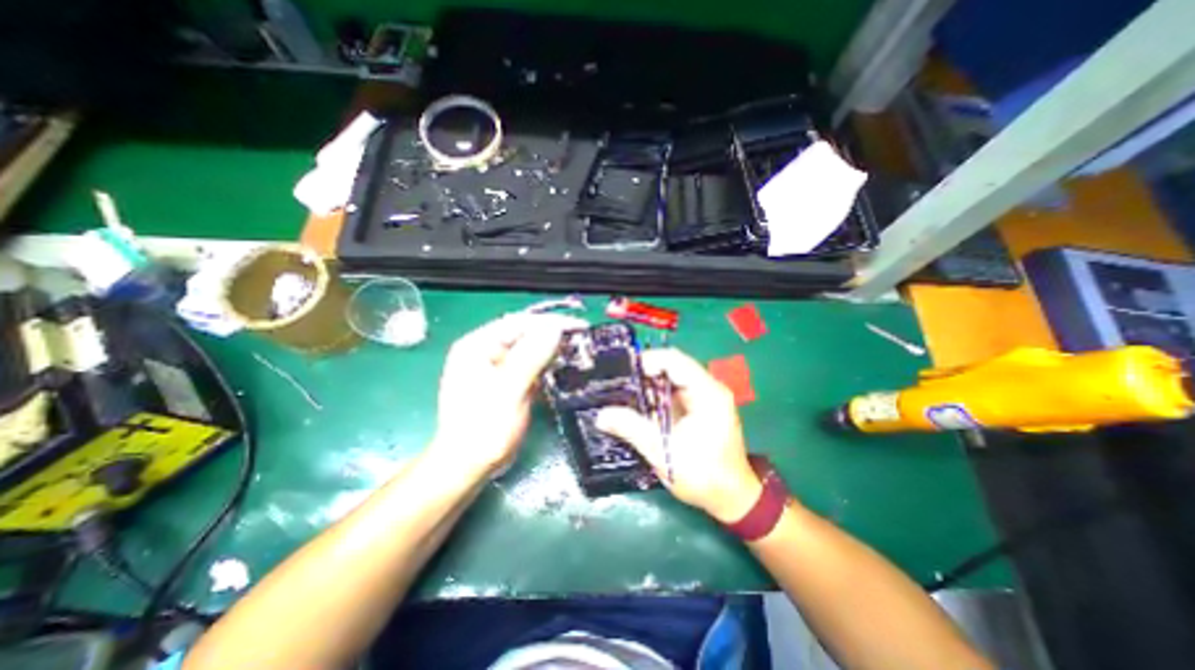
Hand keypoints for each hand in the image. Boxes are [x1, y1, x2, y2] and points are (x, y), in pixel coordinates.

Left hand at [432, 311, 585, 475]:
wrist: (468, 466)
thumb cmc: (484, 429)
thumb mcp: (508, 391)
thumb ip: (531, 357)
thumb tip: (555, 328)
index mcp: (477, 346)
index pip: (518, 323)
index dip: (550, 322)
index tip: (579, 326)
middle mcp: (484, 351)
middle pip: (524, 334)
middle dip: (553, 336)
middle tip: (582, 340)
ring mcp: (495, 367)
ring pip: (529, 349)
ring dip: (552, 351)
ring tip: (577, 353)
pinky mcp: (505, 381)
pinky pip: (529, 366)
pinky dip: (546, 366)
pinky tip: (562, 369)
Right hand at [599, 350, 764, 522]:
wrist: (731, 499)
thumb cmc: (703, 476)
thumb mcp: (662, 452)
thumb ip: (631, 428)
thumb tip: (601, 415)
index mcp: (707, 393)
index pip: (675, 360)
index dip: (648, 361)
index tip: (624, 373)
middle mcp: (710, 388)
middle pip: (673, 366)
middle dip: (645, 374)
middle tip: (620, 383)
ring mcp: (707, 397)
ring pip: (673, 378)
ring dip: (650, 385)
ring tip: (626, 394)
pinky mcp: (702, 407)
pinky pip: (676, 391)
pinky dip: (658, 396)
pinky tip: (642, 406)